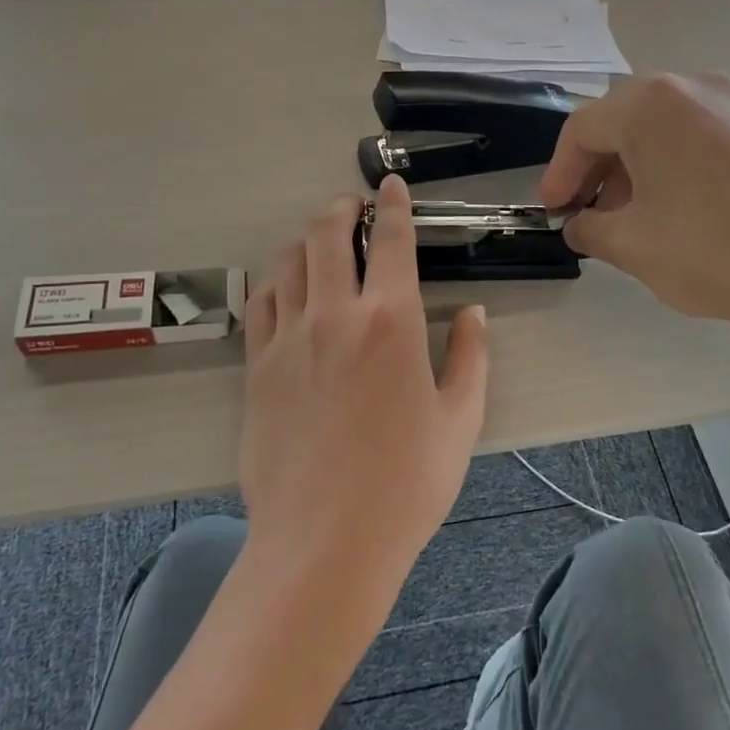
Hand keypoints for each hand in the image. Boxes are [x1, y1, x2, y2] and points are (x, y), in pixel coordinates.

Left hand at [238, 176, 489, 601]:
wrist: (325, 543)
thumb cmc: (406, 485)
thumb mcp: (461, 421)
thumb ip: (471, 357)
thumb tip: (473, 314)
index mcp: (392, 321)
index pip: (391, 240)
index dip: (393, 205)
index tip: (391, 186)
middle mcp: (335, 314)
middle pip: (326, 234)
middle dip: (341, 209)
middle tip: (352, 206)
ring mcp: (288, 339)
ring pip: (287, 261)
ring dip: (305, 240)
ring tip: (318, 242)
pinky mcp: (256, 367)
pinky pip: (260, 303)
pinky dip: (275, 281)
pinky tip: (285, 288)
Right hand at [538, 73, 729, 358]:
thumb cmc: (709, 250)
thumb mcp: (629, 244)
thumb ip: (589, 228)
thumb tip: (580, 224)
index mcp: (651, 104)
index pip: (583, 129)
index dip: (559, 173)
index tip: (552, 212)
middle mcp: (692, 87)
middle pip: (622, 122)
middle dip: (596, 169)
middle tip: (587, 214)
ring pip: (661, 129)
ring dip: (633, 169)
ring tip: (630, 218)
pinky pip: (697, 137)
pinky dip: (671, 166)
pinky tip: (675, 210)